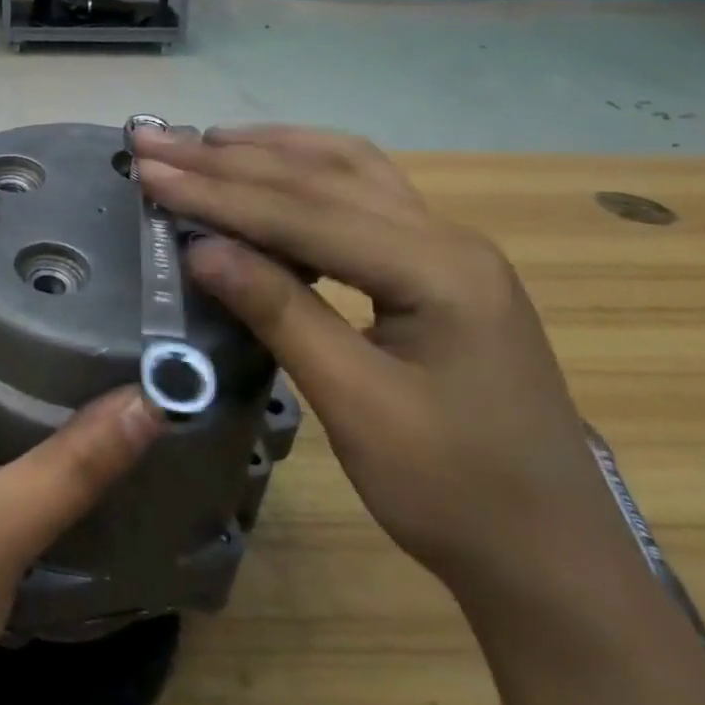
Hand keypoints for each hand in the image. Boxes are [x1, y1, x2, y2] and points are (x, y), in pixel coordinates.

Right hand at [132, 125, 638, 603]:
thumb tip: (200, 248)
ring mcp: (447, 244)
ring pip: (344, 167)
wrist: (556, 562)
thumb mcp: (358, 408)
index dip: (217, 193)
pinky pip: (361, 190)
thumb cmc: (458, 496)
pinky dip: (303, 170)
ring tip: (202, 142)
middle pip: (318, 177)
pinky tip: (269, 169)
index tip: (149, 172)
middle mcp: (446, 236)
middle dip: (227, 159)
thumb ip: (280, 313)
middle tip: (156, 141)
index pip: (302, 213)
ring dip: (268, 150)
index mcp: (438, 269)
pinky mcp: (438, 262)